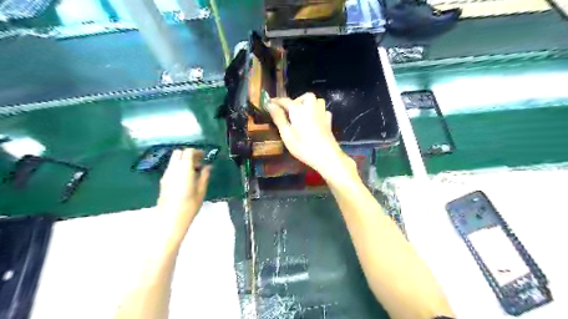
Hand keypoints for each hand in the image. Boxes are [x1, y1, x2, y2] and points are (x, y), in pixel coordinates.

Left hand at [156, 149, 209, 247]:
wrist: (170, 220)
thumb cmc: (189, 206)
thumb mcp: (201, 191)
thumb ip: (204, 176)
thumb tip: (208, 167)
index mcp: (184, 169)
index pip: (188, 152)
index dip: (197, 152)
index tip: (204, 156)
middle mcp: (173, 169)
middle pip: (178, 153)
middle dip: (188, 154)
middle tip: (199, 162)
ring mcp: (166, 175)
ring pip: (173, 161)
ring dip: (183, 161)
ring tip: (194, 171)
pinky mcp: (163, 182)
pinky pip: (171, 168)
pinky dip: (178, 168)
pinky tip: (186, 179)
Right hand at [268, 93, 352, 180]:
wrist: (326, 156)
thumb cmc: (303, 146)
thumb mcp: (286, 134)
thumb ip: (278, 118)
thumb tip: (270, 105)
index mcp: (298, 109)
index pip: (285, 101)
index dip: (276, 102)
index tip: (269, 103)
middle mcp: (311, 106)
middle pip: (304, 97)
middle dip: (296, 101)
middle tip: (288, 112)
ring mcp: (322, 113)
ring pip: (316, 101)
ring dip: (307, 104)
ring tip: (301, 114)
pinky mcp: (328, 121)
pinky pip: (322, 110)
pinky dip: (317, 111)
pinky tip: (313, 120)